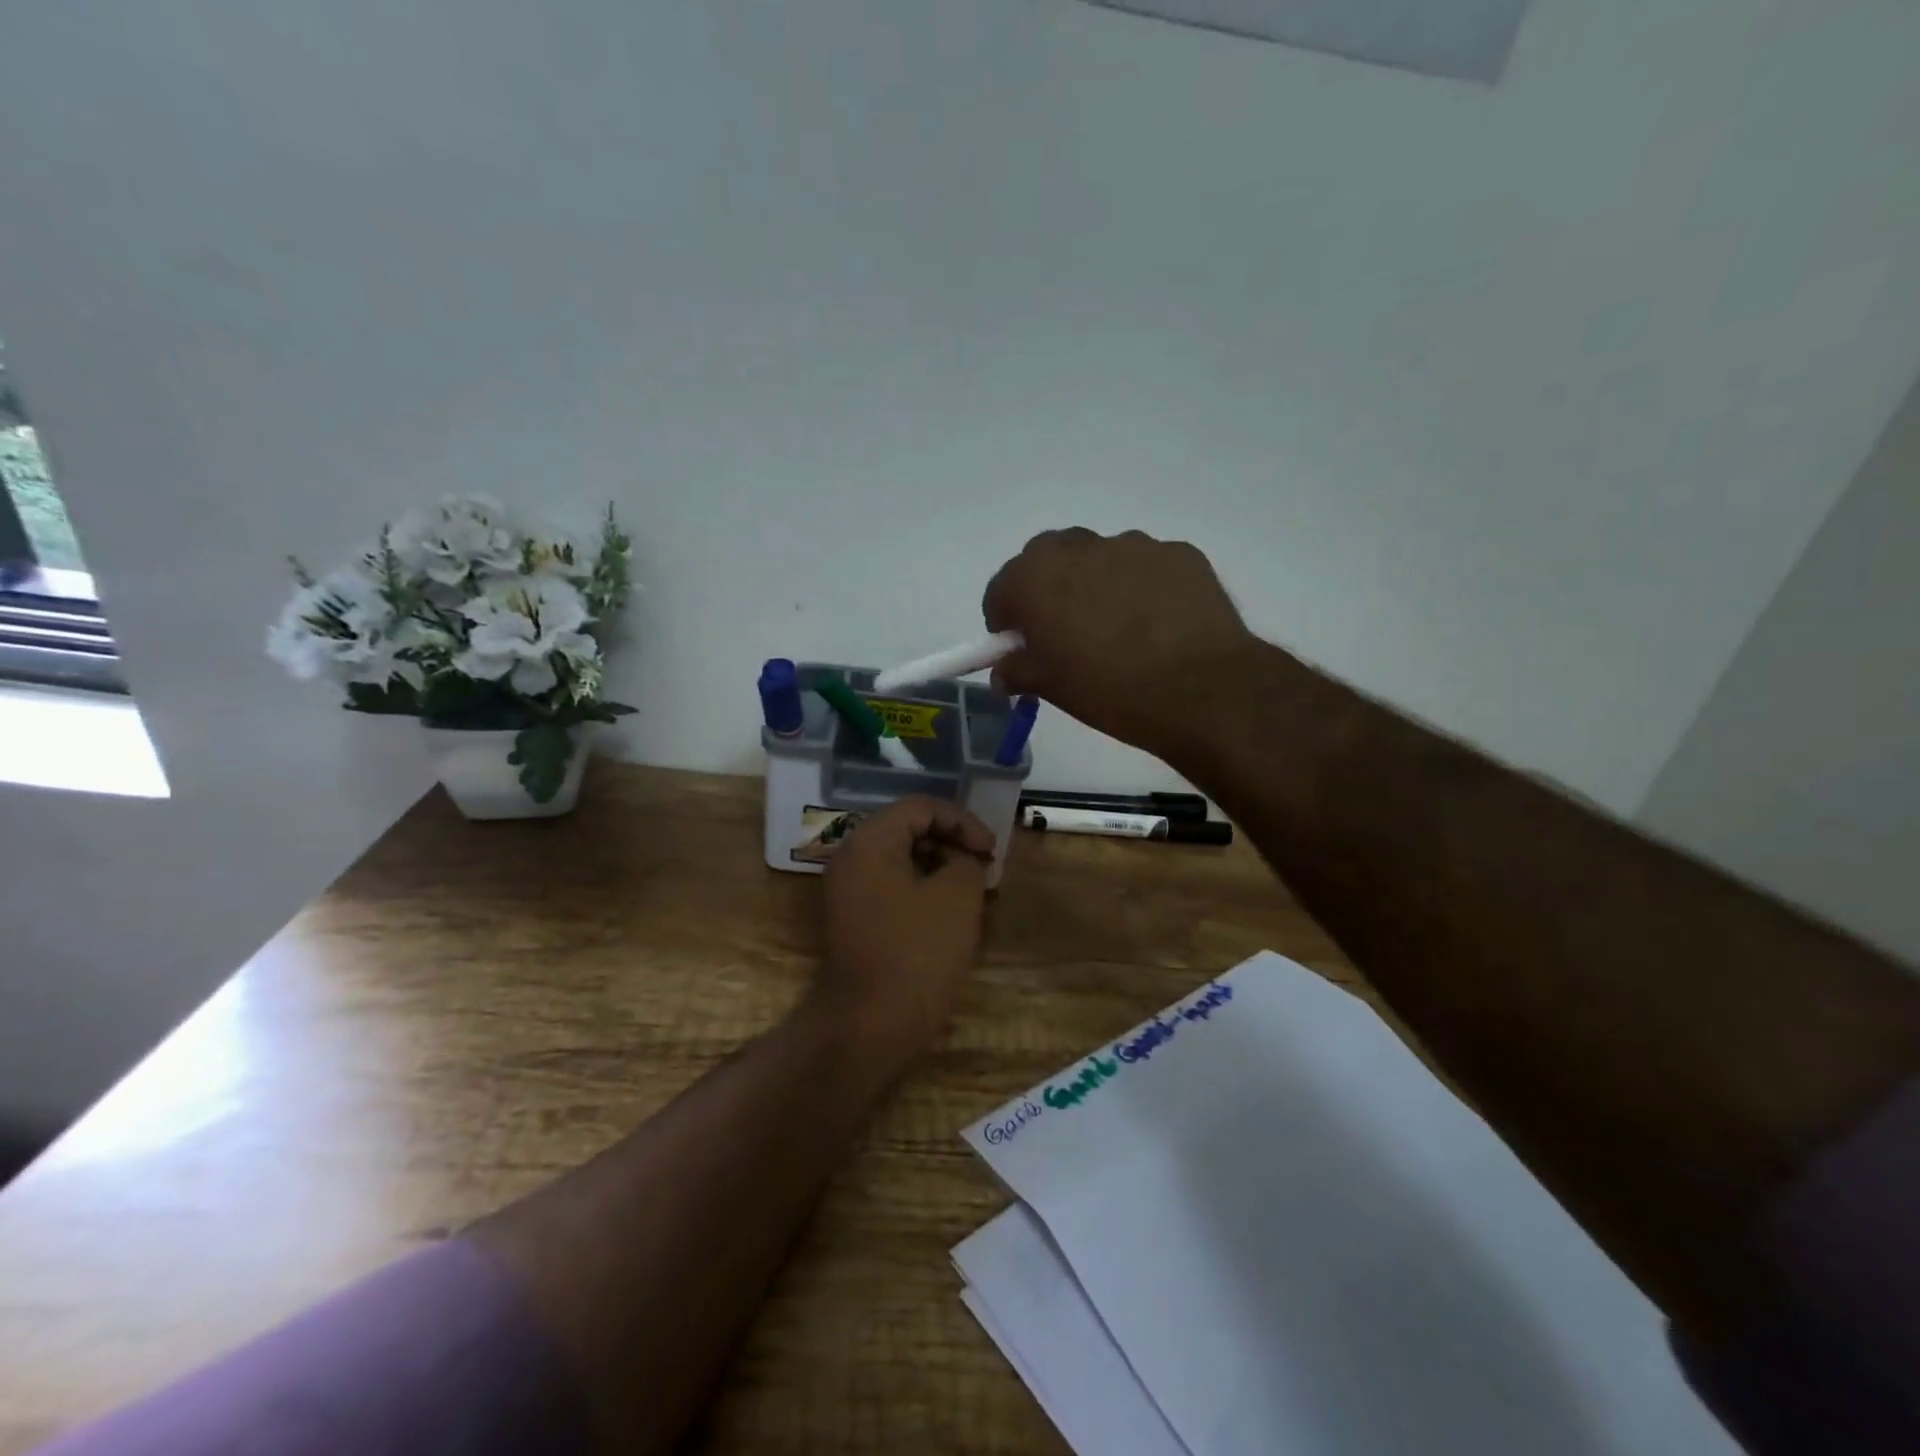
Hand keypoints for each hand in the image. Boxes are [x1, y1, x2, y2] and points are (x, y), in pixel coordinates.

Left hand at [814, 796, 994, 1063]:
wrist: (870, 1023)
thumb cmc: (917, 952)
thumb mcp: (957, 896)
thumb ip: (967, 860)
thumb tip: (963, 859)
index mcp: (870, 841)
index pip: (921, 807)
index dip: (963, 821)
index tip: (991, 851)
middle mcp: (852, 857)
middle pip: (908, 829)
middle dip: (952, 842)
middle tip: (985, 867)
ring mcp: (848, 889)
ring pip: (901, 858)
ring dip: (940, 866)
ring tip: (973, 889)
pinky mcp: (854, 917)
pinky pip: (892, 885)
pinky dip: (922, 888)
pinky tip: (950, 911)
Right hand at [983, 528, 1257, 759]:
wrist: (1202, 689)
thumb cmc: (1110, 690)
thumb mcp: (1052, 688)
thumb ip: (1018, 670)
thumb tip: (1005, 670)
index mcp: (1036, 578)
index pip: (1000, 590)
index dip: (1004, 621)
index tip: (1018, 647)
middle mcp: (1079, 548)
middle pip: (1045, 559)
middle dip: (1045, 589)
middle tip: (1062, 631)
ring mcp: (1133, 545)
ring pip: (1098, 558)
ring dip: (1094, 584)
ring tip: (1118, 629)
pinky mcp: (1178, 553)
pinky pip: (1144, 567)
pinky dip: (1139, 587)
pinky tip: (1158, 625)